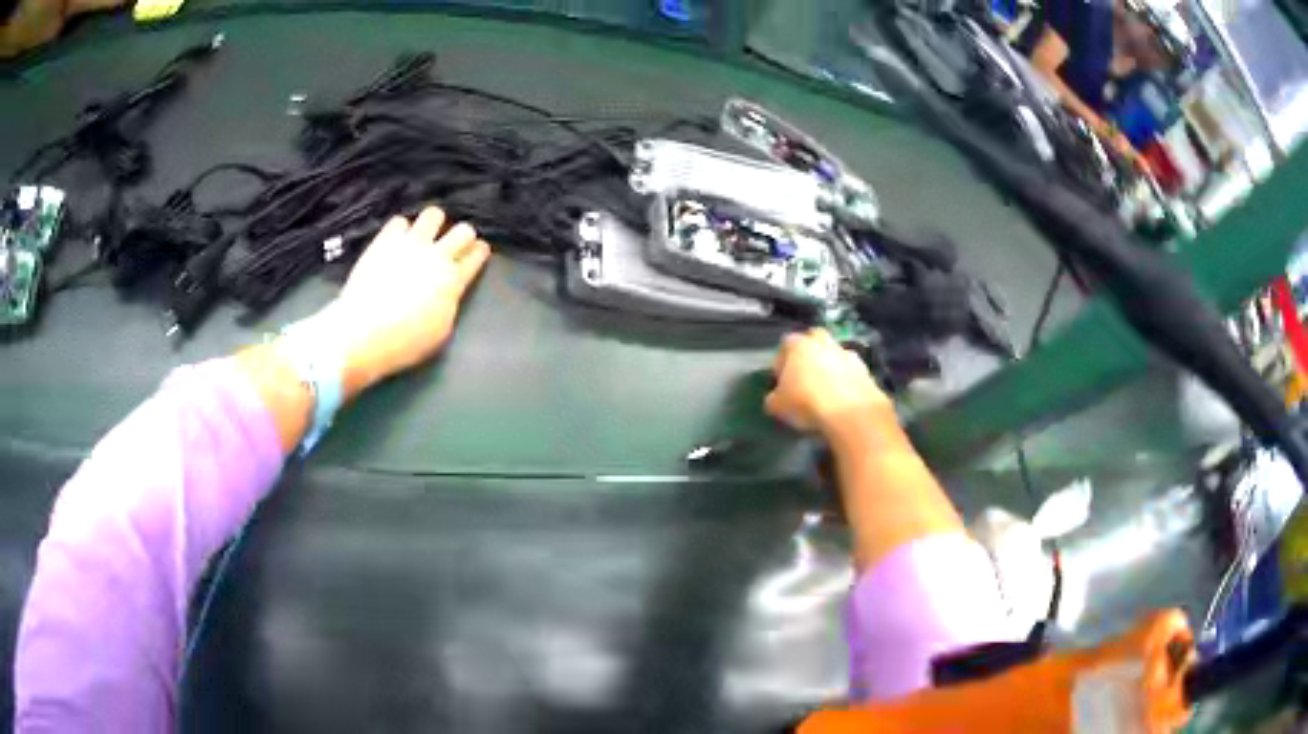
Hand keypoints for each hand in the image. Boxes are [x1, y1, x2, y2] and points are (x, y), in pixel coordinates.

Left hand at [322, 206, 490, 393]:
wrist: (362, 333)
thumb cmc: (403, 343)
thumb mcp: (440, 331)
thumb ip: (449, 304)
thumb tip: (447, 291)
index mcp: (453, 282)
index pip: (476, 256)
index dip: (479, 252)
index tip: (478, 250)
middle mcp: (437, 257)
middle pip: (463, 230)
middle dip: (462, 236)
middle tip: (452, 245)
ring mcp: (410, 245)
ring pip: (433, 215)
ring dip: (432, 225)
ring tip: (423, 236)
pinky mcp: (385, 240)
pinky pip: (400, 221)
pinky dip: (400, 230)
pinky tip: (395, 242)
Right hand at [764, 329, 892, 435]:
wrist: (852, 414)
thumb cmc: (807, 403)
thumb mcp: (777, 406)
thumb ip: (773, 398)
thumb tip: (774, 399)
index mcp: (799, 345)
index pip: (786, 344)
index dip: (782, 361)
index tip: (781, 380)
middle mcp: (825, 343)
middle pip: (815, 339)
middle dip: (809, 353)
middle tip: (804, 376)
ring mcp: (848, 355)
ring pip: (835, 355)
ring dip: (830, 367)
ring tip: (826, 391)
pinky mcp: (866, 371)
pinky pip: (851, 373)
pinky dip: (847, 382)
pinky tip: (842, 400)